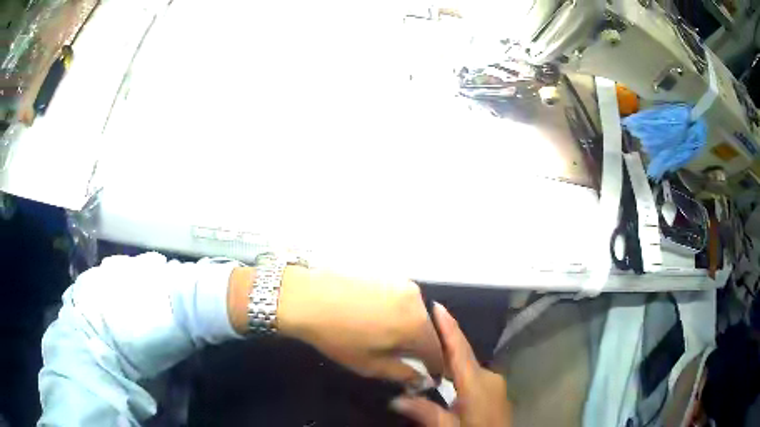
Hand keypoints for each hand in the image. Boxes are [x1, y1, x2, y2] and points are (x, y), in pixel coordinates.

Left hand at [276, 266, 443, 385]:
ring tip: (390, 339)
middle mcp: (418, 302)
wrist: (308, 296)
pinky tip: (379, 320)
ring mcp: (404, 285)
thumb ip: (403, 374)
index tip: (432, 377)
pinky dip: (400, 315)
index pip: (439, 352)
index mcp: (417, 326)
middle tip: (408, 360)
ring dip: (411, 330)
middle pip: (430, 331)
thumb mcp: (370, 364)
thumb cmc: (338, 336)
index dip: (437, 367)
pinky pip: (405, 302)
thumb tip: (424, 380)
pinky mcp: (390, 276)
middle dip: (423, 348)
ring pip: (418, 315)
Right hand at [390, 303, 511, 426]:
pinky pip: (473, 372)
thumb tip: (395, 399)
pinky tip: (446, 372)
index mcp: (476, 384)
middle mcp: (488, 377)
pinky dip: (458, 368)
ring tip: (428, 346)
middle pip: (463, 354)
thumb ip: (426, 412)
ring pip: (468, 364)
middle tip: (422, 326)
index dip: (449, 328)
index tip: (438, 306)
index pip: (460, 351)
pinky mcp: (495, 389)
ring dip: (450, 355)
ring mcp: (494, 382)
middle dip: (445, 339)